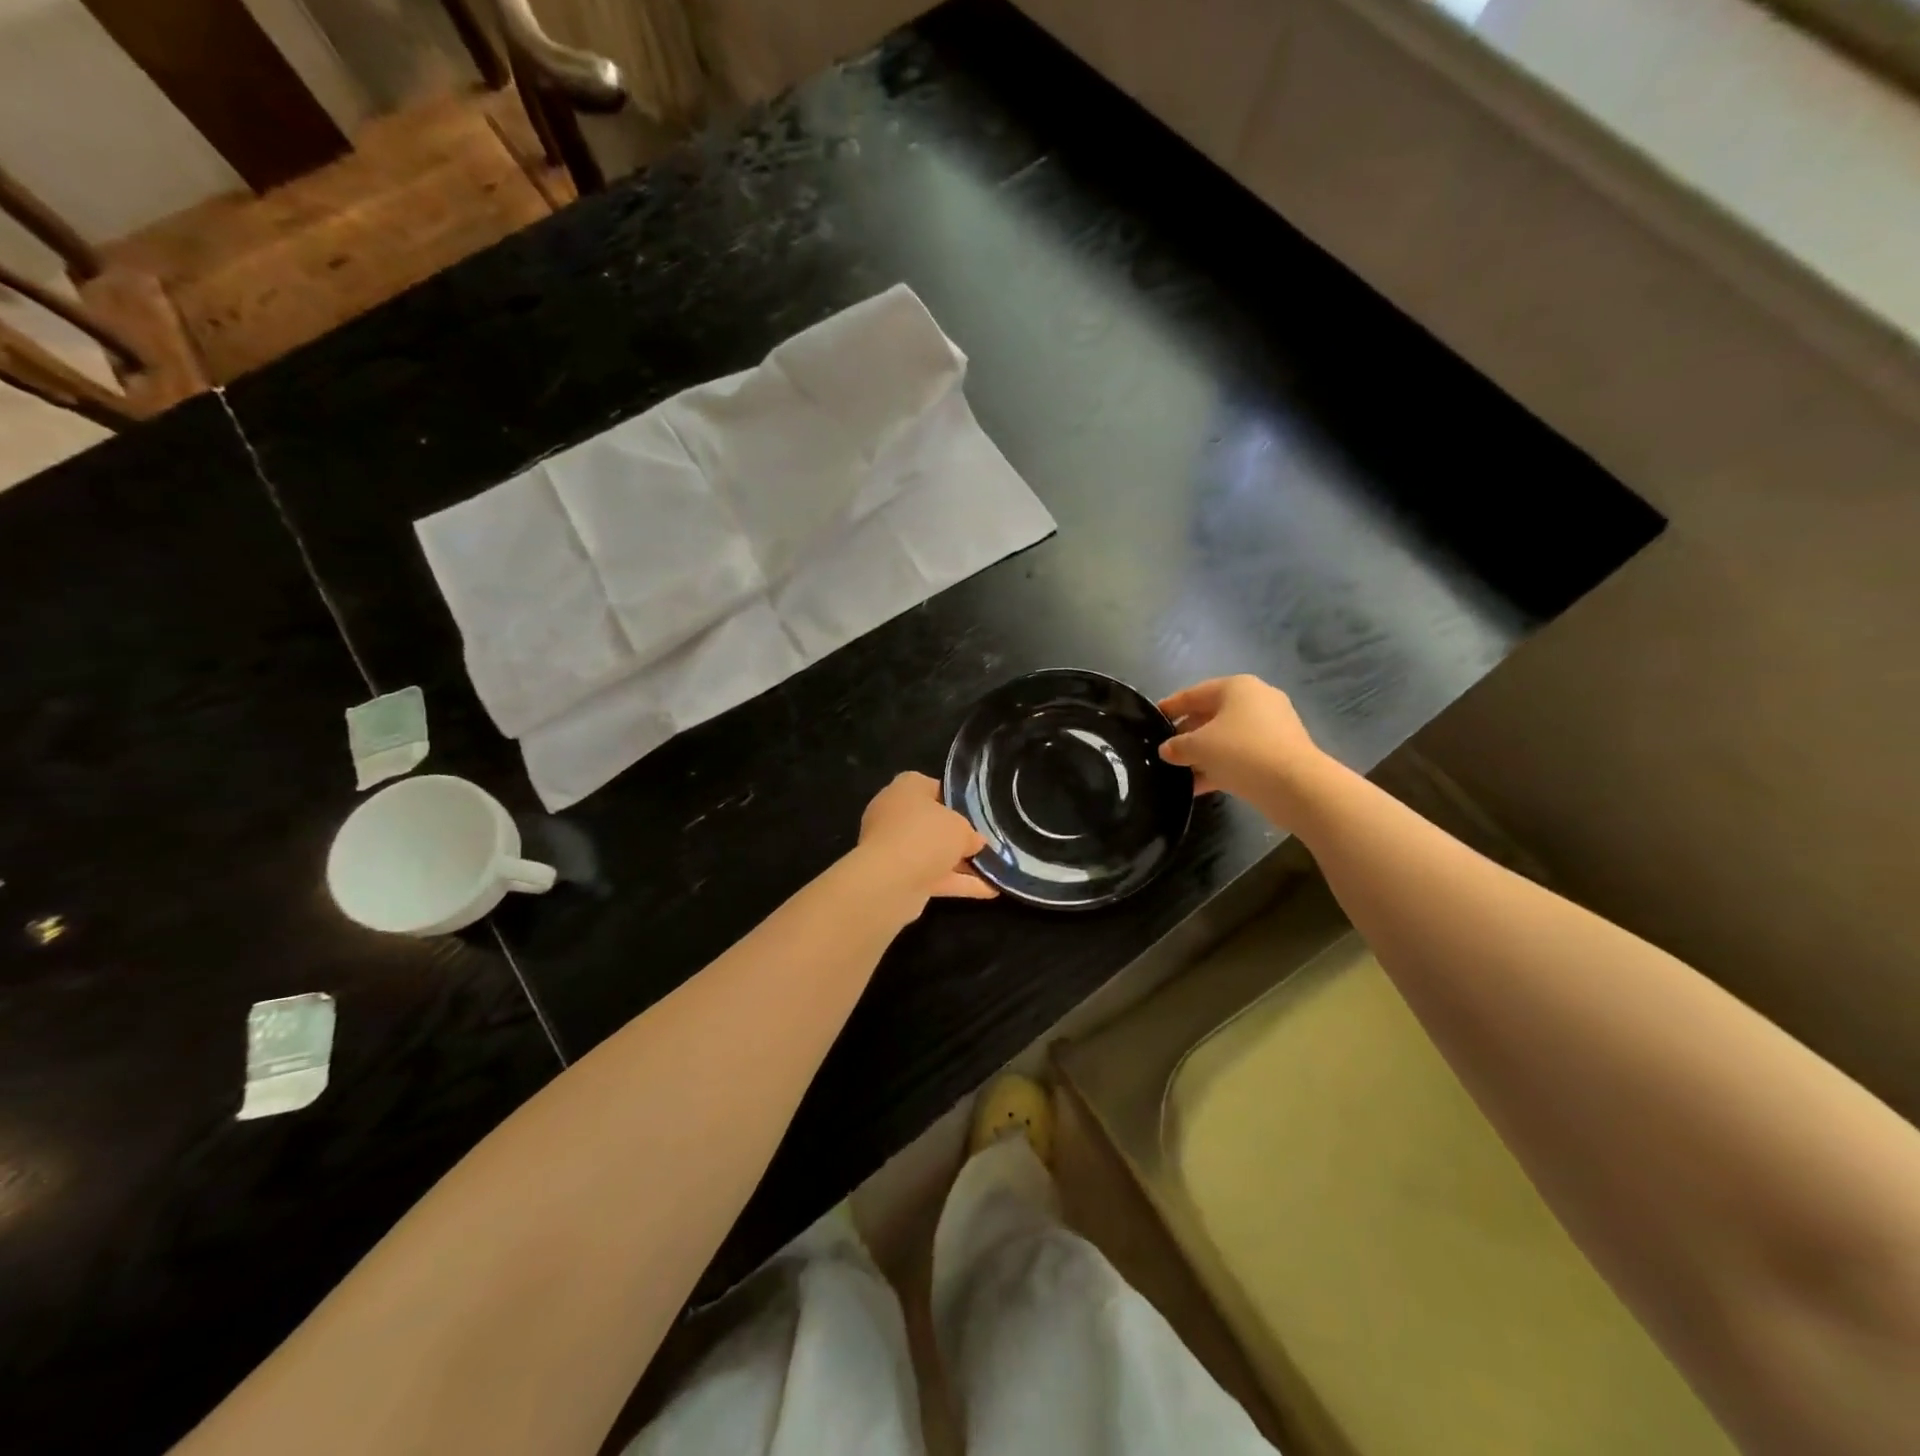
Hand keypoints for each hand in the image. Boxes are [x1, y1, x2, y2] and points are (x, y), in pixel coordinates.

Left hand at [856, 772, 997, 903]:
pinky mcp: (897, 877)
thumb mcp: (961, 827)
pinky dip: (958, 883)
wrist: (890, 882)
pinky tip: (990, 889)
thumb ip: (970, 833)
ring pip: (933, 852)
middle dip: (959, 836)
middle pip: (933, 823)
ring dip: (961, 863)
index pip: (934, 788)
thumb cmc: (926, 836)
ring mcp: (893, 847)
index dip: (958, 800)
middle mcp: (895, 814)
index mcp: (906, 788)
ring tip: (996, 869)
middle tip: (988, 843)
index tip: (979, 814)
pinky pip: (933, 876)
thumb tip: (975, 842)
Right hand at [1158, 675, 1327, 808]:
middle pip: (1211, 715)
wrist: (1294, 785)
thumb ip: (1177, 746)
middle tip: (1165, 749)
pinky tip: (1199, 786)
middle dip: (1187, 733)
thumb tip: (1166, 750)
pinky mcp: (1279, 752)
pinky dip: (1220, 767)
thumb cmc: (1240, 751)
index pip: (1194, 693)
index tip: (1152, 718)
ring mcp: (1271, 727)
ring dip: (1202, 754)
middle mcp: (1256, 700)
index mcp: (1236, 687)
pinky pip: (1241, 755)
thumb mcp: (1198, 746)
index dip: (1171, 706)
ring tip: (1178, 771)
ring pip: (1226, 738)